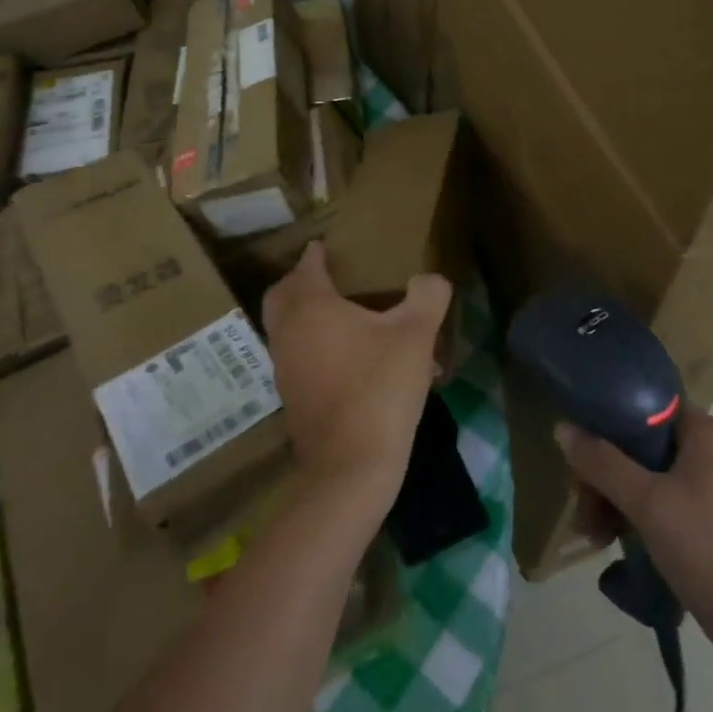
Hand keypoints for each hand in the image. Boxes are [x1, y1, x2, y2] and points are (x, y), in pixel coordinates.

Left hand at [262, 242, 451, 497]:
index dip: (317, 253)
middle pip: (282, 295)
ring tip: (346, 316)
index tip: (327, 245)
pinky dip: (314, 345)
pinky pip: (298, 356)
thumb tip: (430, 279)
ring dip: (307, 315)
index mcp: (310, 307)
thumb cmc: (379, 387)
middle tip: (329, 276)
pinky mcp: (291, 396)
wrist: (350, 466)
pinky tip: (353, 359)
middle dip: (301, 281)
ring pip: (287, 327)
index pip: (305, 266)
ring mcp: (284, 367)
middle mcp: (288, 332)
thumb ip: (428, 296)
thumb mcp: (416, 335)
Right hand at [557, 407, 712, 654]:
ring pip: (646, 475)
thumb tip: (563, 427)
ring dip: (613, 499)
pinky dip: (635, 515)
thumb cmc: (705, 546)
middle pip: (640, 444)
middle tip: (580, 503)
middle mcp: (710, 449)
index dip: (606, 422)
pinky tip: (610, 541)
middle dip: (604, 473)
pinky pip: (661, 500)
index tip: (580, 449)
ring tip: (590, 533)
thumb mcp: (645, 501)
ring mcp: (711, 484)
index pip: (644, 405)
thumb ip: (602, 462)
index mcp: (704, 431)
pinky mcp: (709, 517)